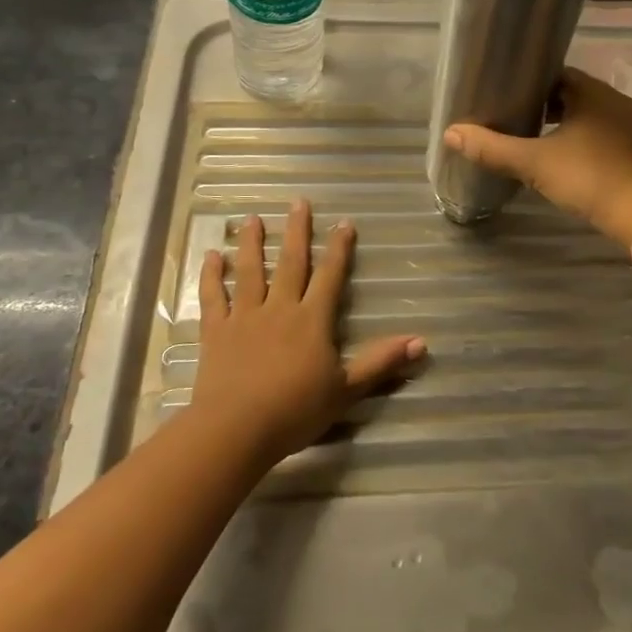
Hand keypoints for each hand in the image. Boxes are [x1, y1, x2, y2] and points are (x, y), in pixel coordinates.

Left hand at [190, 200, 425, 463]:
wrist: (236, 429)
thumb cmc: (295, 411)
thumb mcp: (346, 390)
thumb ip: (380, 363)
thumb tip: (422, 342)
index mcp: (311, 319)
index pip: (329, 276)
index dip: (339, 248)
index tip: (343, 222)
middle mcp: (279, 308)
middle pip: (290, 262)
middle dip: (296, 231)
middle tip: (298, 202)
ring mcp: (244, 317)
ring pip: (249, 271)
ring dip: (251, 243)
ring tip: (252, 218)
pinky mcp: (216, 332)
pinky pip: (213, 298)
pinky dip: (211, 276)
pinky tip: (210, 256)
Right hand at [443, 67, 631, 248]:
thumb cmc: (589, 178)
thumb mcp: (534, 163)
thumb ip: (493, 148)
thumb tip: (450, 133)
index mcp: (593, 92)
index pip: (558, 74)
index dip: (532, 83)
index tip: (511, 96)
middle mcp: (617, 101)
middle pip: (576, 94)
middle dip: (549, 106)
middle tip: (519, 121)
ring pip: (594, 117)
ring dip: (570, 125)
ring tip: (541, 142)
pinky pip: (609, 137)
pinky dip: (589, 143)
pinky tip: (574, 162)